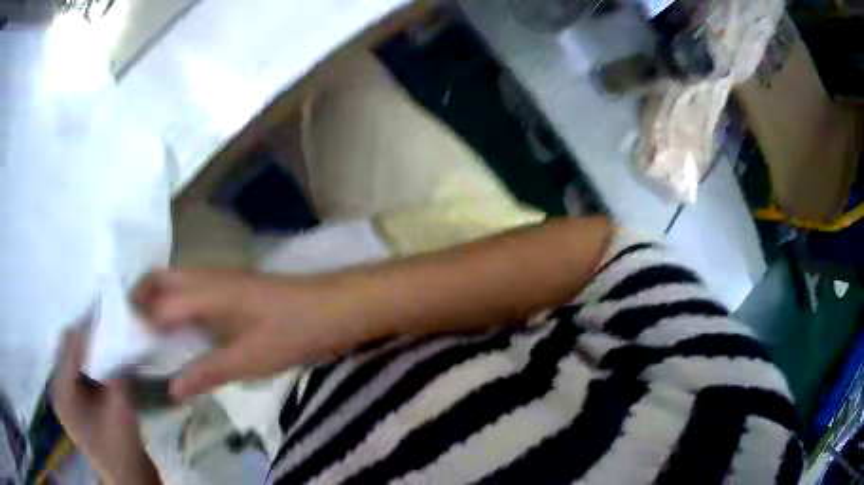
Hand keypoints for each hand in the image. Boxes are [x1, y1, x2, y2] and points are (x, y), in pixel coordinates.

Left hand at [51, 330, 160, 484]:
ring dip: (95, 351)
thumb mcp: (120, 410)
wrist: (132, 484)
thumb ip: (116, 371)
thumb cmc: (122, 451)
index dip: (89, 329)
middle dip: (91, 338)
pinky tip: (112, 361)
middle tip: (113, 322)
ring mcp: (70, 402)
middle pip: (72, 352)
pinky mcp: (81, 408)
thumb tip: (119, 334)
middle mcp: (60, 393)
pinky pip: (85, 376)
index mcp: (62, 394)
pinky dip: (97, 366)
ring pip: (79, 362)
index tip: (109, 312)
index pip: (70, 347)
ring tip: (113, 336)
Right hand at [133, 269, 349, 398]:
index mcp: (206, 293)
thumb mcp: (250, 360)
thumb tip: (171, 388)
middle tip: (130, 331)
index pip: (157, 305)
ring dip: (157, 300)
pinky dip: (177, 303)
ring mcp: (222, 279)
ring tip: (147, 332)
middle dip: (140, 299)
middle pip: (161, 279)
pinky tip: (180, 328)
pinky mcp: (234, 287)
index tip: (121, 341)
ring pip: (176, 281)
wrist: (335, 308)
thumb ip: (207, 371)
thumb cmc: (294, 332)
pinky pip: (193, 289)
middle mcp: (208, 278)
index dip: (136, 321)